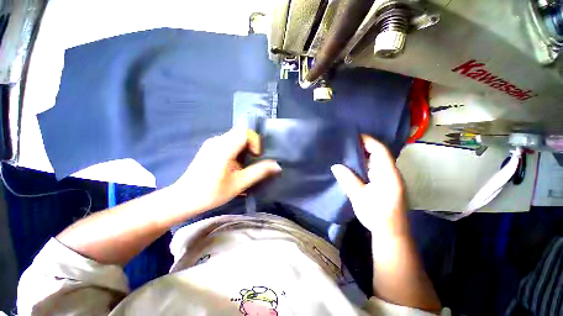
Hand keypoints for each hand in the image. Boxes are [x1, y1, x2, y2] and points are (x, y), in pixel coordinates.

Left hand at [171, 127, 281, 213]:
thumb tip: (277, 165)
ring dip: (245, 149)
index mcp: (223, 147)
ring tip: (245, 166)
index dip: (256, 142)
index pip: (245, 132)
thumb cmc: (211, 193)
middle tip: (253, 162)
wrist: (184, 198)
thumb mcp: (239, 184)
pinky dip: (237, 150)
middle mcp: (217, 140)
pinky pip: (229, 142)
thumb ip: (259, 172)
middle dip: (252, 146)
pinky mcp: (210, 147)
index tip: (257, 156)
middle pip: (241, 134)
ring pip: (236, 138)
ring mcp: (212, 143)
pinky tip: (234, 165)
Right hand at [331, 135, 407, 236]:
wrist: (391, 234)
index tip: (353, 136)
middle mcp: (392, 173)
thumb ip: (348, 179)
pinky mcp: (387, 184)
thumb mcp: (359, 197)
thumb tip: (336, 166)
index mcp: (388, 175)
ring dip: (364, 155)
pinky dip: (365, 164)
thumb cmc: (377, 215)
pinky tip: (355, 165)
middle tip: (347, 143)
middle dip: (364, 146)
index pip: (380, 151)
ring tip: (348, 152)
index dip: (368, 141)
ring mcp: (390, 179)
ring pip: (377, 161)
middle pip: (379, 154)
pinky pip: (376, 168)